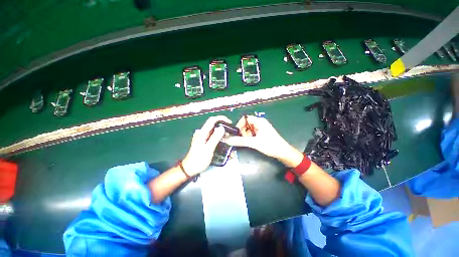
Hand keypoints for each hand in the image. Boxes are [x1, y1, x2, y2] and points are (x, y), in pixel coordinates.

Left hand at [181, 116, 230, 175]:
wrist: (190, 169)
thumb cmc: (199, 160)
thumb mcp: (208, 149)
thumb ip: (215, 138)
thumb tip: (222, 128)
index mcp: (202, 133)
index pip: (212, 120)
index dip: (221, 118)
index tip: (230, 123)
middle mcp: (202, 133)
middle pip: (214, 125)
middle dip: (223, 129)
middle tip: (230, 136)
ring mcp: (203, 137)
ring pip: (214, 131)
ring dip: (222, 134)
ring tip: (228, 141)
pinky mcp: (204, 141)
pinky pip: (213, 136)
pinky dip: (219, 138)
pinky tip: (223, 143)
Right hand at [225, 116, 302, 167]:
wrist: (283, 153)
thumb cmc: (270, 145)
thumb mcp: (254, 143)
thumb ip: (241, 141)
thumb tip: (228, 140)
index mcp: (259, 121)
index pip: (245, 119)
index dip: (240, 125)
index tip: (237, 133)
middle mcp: (260, 123)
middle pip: (247, 124)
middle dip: (243, 131)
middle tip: (243, 139)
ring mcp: (262, 128)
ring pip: (249, 129)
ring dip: (246, 135)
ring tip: (249, 142)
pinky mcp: (262, 133)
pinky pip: (253, 133)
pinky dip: (250, 137)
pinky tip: (252, 142)